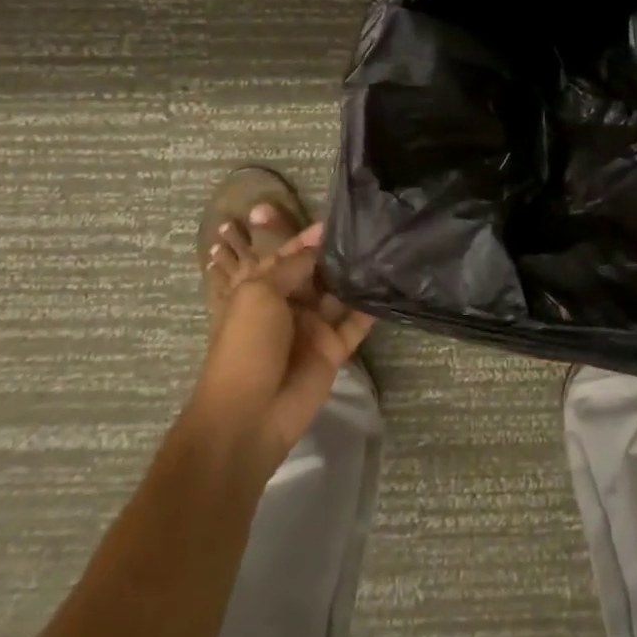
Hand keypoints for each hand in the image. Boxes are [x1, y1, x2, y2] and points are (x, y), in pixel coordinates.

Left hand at [192, 223, 371, 482]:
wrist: (248, 416)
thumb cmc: (246, 346)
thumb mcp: (260, 293)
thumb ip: (293, 266)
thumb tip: (320, 247)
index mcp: (262, 289)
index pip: (288, 256)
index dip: (308, 238)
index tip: (337, 220)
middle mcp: (289, 305)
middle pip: (316, 273)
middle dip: (337, 254)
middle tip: (370, 229)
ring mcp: (312, 328)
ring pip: (339, 295)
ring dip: (357, 276)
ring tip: (385, 249)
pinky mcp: (333, 350)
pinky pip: (356, 324)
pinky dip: (371, 307)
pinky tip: (391, 284)